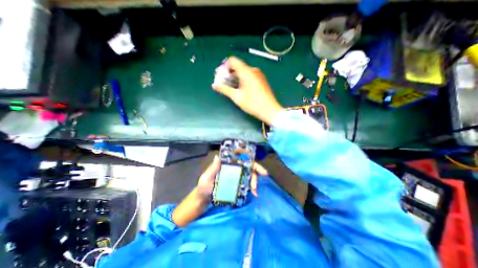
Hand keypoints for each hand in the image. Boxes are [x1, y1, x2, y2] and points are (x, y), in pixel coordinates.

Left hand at [195, 155, 268, 198]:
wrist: (202, 201)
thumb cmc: (203, 188)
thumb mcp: (206, 178)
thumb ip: (212, 169)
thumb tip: (218, 156)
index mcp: (226, 164)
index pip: (239, 157)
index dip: (248, 156)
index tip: (255, 161)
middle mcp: (233, 169)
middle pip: (248, 165)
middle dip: (256, 170)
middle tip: (263, 176)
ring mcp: (236, 177)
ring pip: (249, 174)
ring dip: (255, 180)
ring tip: (255, 190)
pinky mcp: (237, 186)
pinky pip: (247, 183)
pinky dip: (252, 187)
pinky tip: (254, 193)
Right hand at [212, 56, 282, 125]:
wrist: (270, 110)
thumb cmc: (253, 104)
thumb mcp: (237, 97)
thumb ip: (224, 89)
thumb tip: (214, 85)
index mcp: (247, 71)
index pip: (232, 61)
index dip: (224, 67)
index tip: (220, 76)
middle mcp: (253, 70)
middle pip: (237, 66)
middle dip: (228, 73)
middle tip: (222, 83)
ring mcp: (258, 75)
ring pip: (243, 71)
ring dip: (234, 77)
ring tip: (229, 87)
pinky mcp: (261, 80)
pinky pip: (249, 75)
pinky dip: (241, 79)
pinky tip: (239, 88)